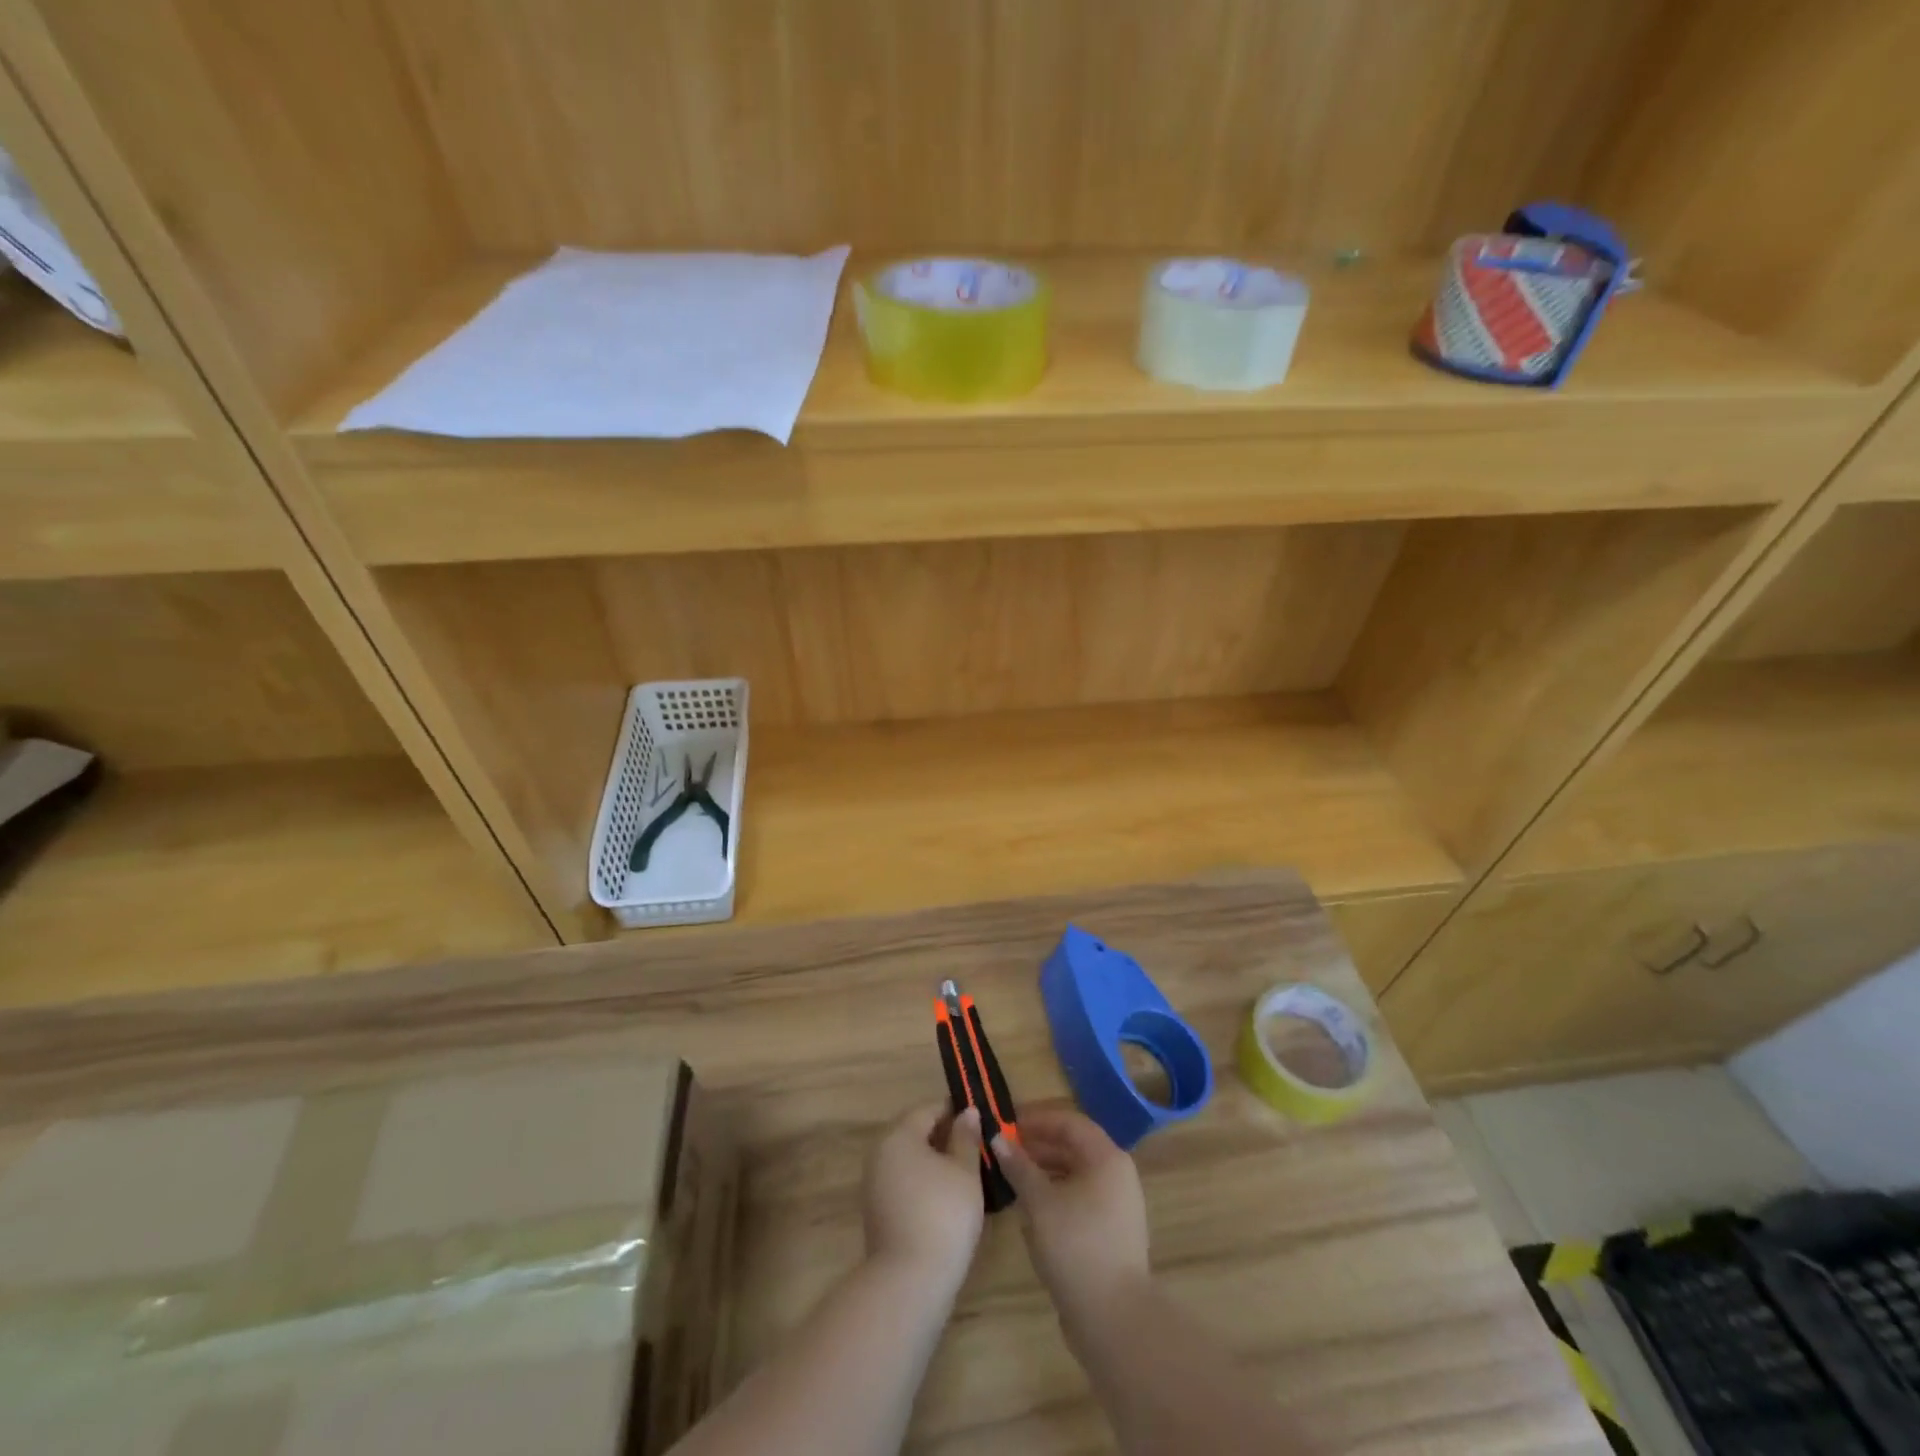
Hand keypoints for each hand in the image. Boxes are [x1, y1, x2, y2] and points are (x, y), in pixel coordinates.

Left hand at [863, 1103, 985, 1288]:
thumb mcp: (965, 1172)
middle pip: (915, 1132)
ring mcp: (874, 1184)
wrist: (908, 1283)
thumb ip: (966, 1137)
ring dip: (935, 1160)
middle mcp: (880, 1153)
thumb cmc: (942, 1215)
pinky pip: (903, 1182)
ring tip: (966, 1171)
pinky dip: (924, 1181)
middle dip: (945, 1135)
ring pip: (909, 1159)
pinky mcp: (877, 1212)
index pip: (928, 1109)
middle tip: (976, 1145)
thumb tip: (967, 1112)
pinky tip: (946, 1198)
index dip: (954, 1109)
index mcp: (899, 1136)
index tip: (979, 1117)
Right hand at [993, 1104, 1150, 1319]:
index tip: (1005, 1124)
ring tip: (1012, 1177)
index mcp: (1106, 1157)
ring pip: (1076, 1173)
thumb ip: (1018, 1166)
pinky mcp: (1112, 1231)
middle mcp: (1117, 1174)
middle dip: (1037, 1145)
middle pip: (1073, 1146)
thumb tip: (997, 1139)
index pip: (1068, 1121)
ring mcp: (1118, 1204)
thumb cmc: (1076, 1246)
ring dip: (1044, 1170)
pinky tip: (1030, 1208)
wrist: (1115, 1319)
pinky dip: (1056, 1194)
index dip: (1036, 1119)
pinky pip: (1080, 1197)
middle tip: (1004, 1150)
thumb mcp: (1039, 1202)